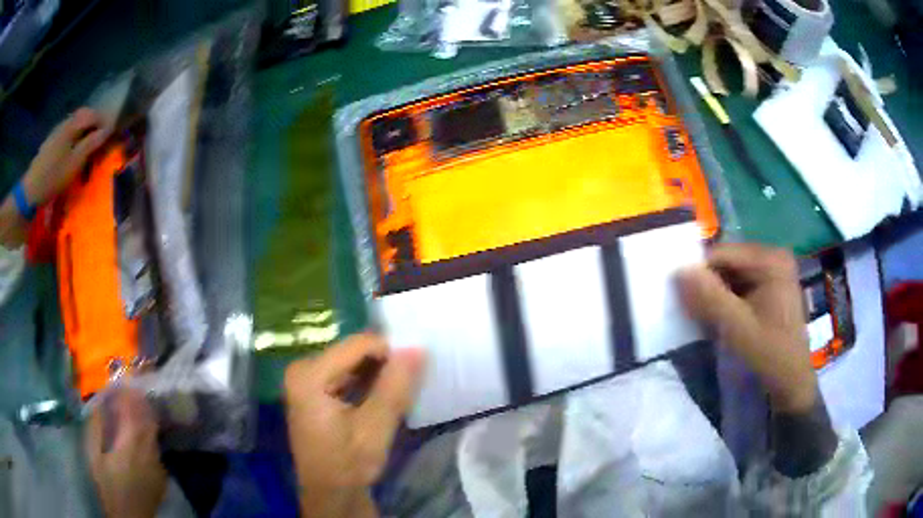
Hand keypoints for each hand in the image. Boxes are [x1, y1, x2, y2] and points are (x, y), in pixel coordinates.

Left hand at [23, 108, 109, 205]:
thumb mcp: (75, 162)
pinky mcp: (51, 141)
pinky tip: (74, 150)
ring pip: (75, 123)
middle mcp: (66, 121)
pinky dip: (75, 136)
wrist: (31, 189)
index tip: (112, 134)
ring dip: (84, 130)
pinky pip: (68, 132)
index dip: (104, 122)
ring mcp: (57, 130)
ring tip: (88, 146)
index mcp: (73, 124)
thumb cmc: (54, 176)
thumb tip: (108, 130)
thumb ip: (92, 143)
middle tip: (101, 139)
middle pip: (84, 115)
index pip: (94, 114)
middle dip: (94, 124)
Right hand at [85, 389, 166, 517]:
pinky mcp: (161, 475)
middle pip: (148, 419)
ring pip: (153, 432)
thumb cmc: (108, 488)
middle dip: (139, 399)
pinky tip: (140, 428)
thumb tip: (99, 403)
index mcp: (131, 446)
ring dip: (144, 414)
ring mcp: (158, 465)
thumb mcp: (94, 457)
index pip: (133, 412)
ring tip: (134, 400)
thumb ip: (96, 428)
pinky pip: (156, 445)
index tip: (122, 377)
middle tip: (131, 384)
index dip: (128, 393)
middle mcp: (149, 453)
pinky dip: (148, 431)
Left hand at [284, 333, 424, 517]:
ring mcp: (304, 380)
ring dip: (377, 373)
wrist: (331, 494)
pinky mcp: (312, 391)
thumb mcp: (375, 428)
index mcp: (308, 375)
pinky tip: (383, 395)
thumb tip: (416, 348)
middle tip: (410, 380)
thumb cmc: (348, 464)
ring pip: (350, 363)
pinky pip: (344, 375)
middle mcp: (301, 370)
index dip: (390, 351)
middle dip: (383, 363)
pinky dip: (366, 382)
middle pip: (351, 352)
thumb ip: (394, 387)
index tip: (416, 367)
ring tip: (400, 388)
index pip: (356, 345)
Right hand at [677, 243, 815, 412]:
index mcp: (771, 260)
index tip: (681, 298)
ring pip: (730, 277)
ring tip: (705, 320)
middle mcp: (772, 258)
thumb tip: (678, 271)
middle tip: (692, 312)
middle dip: (708, 286)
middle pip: (727, 264)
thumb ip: (710, 298)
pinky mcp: (769, 289)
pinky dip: (725, 303)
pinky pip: (738, 288)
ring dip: (714, 296)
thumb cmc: (771, 355)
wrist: (791, 385)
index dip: (699, 273)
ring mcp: (772, 274)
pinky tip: (719, 322)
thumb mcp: (739, 329)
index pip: (723, 254)